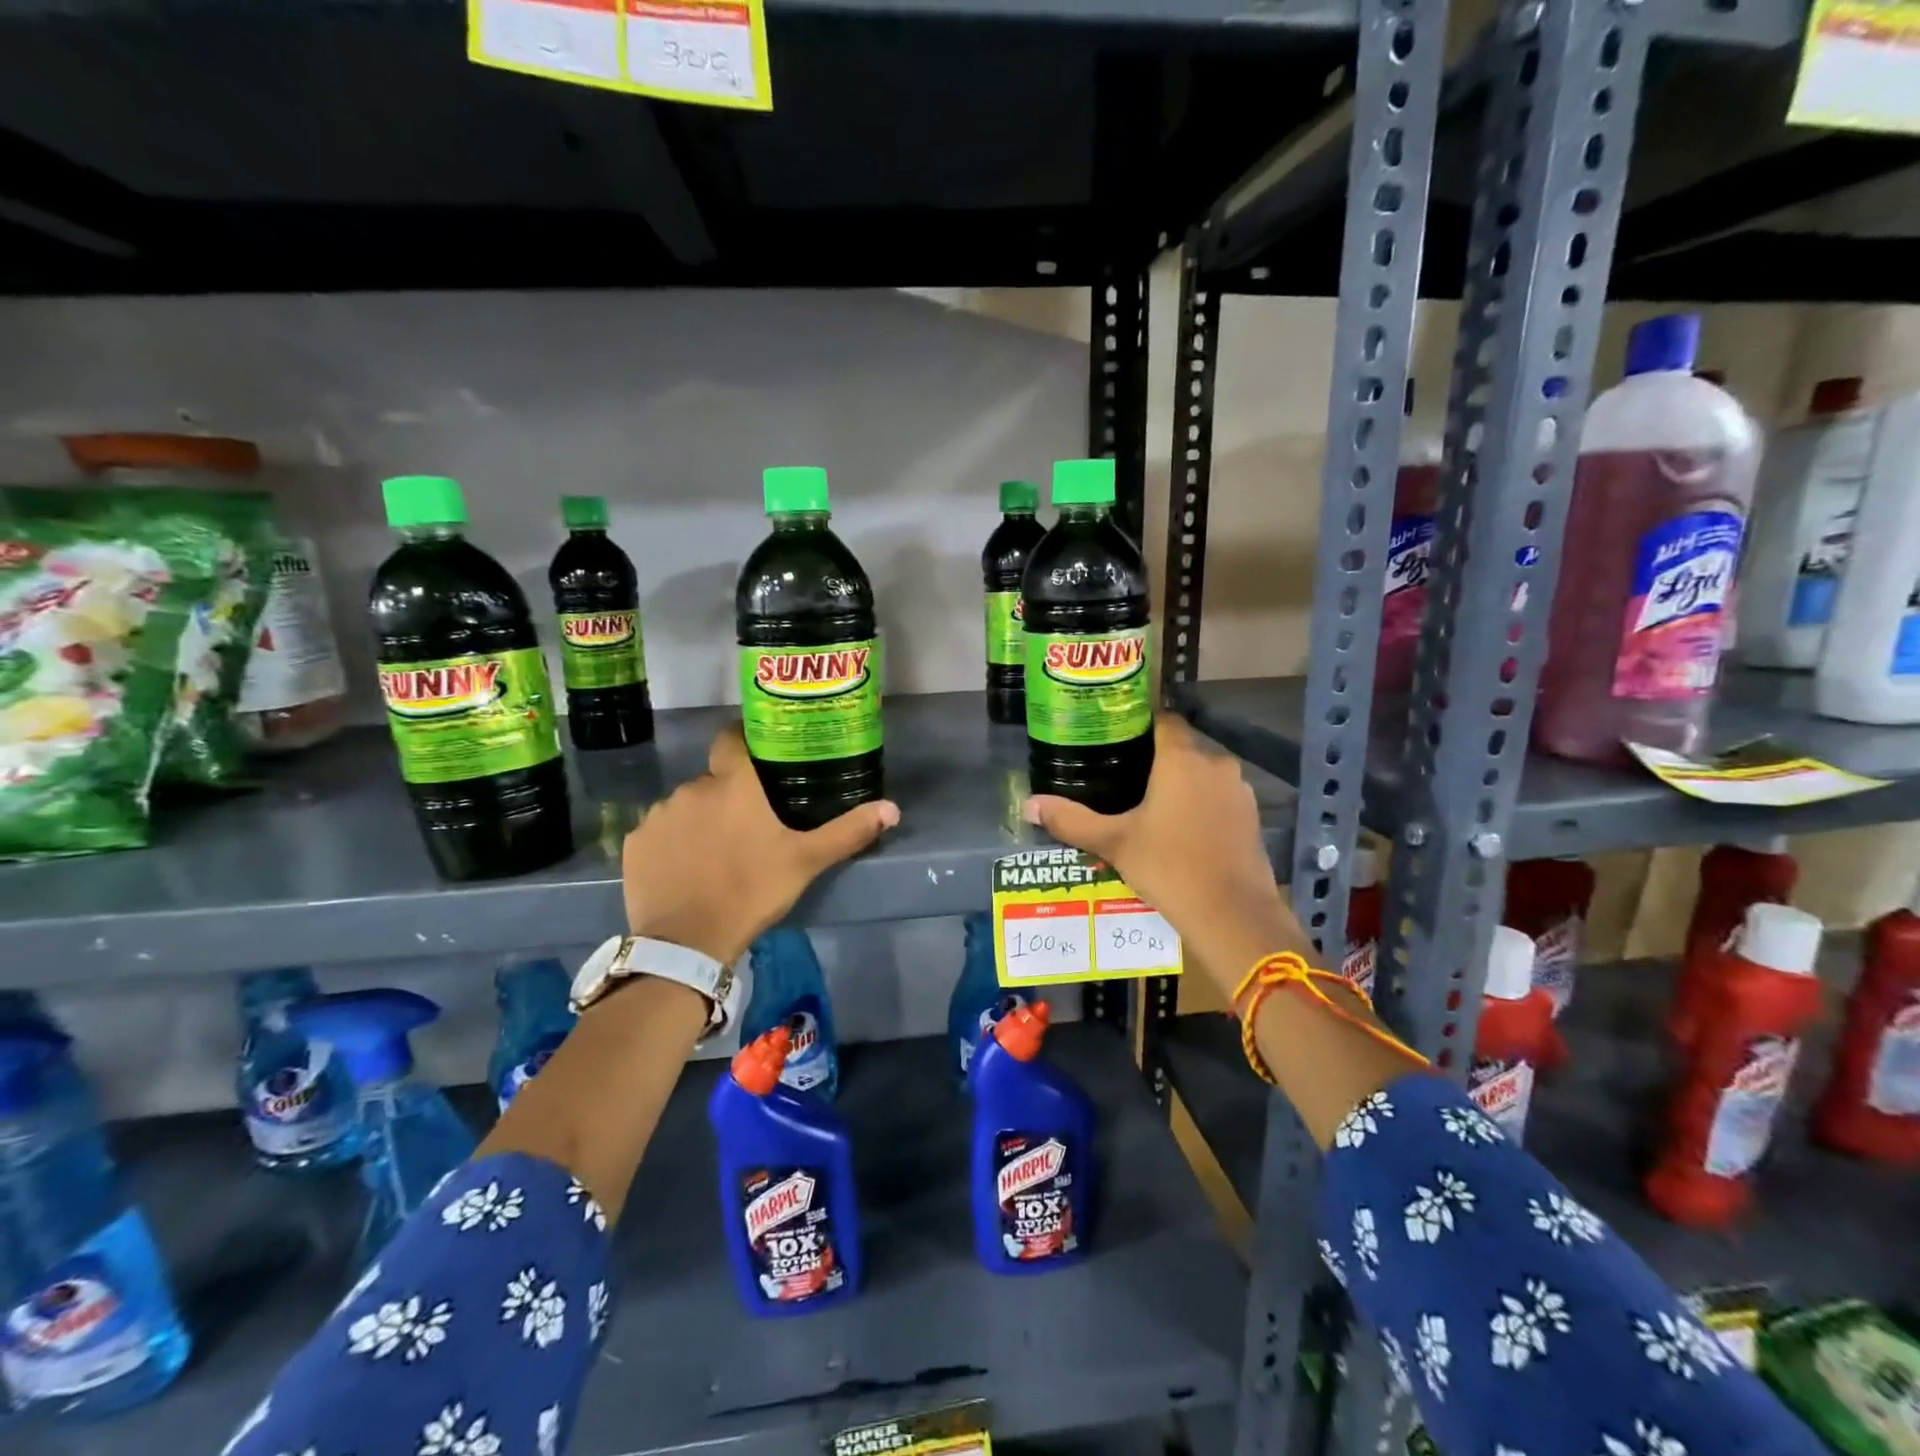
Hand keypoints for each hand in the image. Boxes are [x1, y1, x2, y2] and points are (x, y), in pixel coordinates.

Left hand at [622, 726, 898, 965]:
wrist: (688, 942)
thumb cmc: (752, 891)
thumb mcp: (805, 861)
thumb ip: (847, 831)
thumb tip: (892, 809)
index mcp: (733, 784)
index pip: (732, 738)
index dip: (745, 740)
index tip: (759, 756)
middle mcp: (692, 788)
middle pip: (714, 780)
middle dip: (729, 795)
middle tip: (749, 825)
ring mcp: (658, 815)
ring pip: (686, 806)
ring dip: (701, 819)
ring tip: (717, 852)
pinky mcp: (636, 843)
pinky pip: (660, 832)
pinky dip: (673, 843)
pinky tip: (686, 869)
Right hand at [1023, 715, 1311, 1000]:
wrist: (1233, 914)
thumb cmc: (1169, 867)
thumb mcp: (1114, 843)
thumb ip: (1071, 820)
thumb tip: (1028, 805)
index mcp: (1180, 758)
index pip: (1163, 719)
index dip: (1140, 724)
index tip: (1116, 739)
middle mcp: (1215, 762)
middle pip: (1182, 745)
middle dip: (1156, 757)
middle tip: (1123, 775)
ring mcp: (1238, 789)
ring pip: (1203, 771)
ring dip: (1181, 781)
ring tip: (1150, 803)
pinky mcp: (1251, 814)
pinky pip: (1219, 795)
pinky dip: (1201, 802)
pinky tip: (1181, 827)